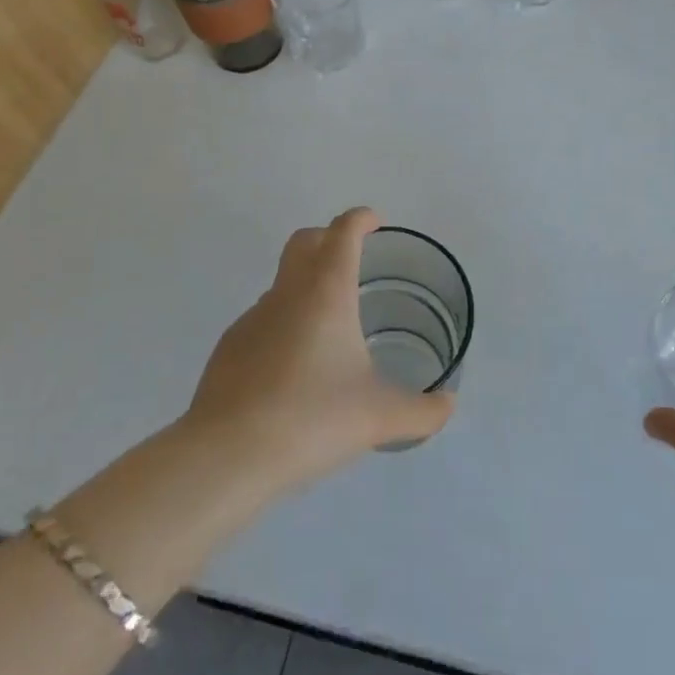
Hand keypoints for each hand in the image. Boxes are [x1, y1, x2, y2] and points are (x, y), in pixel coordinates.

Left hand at [185, 208, 453, 494]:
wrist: (228, 455)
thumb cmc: (312, 418)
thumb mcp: (379, 417)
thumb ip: (421, 411)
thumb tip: (447, 404)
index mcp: (327, 291)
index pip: (343, 232)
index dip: (360, 219)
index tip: (374, 223)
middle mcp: (288, 293)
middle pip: (304, 242)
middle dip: (328, 239)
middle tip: (351, 260)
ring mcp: (252, 318)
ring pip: (282, 284)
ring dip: (305, 288)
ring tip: (328, 330)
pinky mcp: (229, 347)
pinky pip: (262, 322)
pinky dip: (282, 328)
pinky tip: (292, 371)